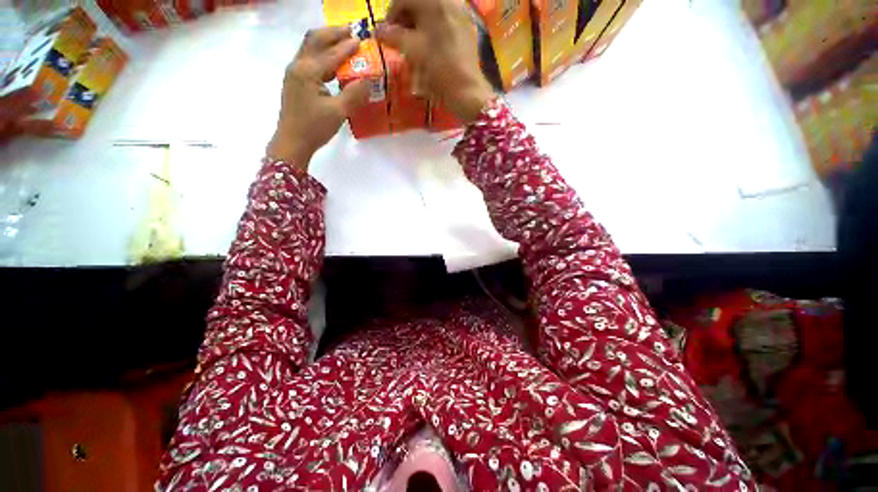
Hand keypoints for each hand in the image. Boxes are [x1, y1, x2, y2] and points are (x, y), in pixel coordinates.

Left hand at [267, 26, 369, 168]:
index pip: (331, 53)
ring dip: (326, 42)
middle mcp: (298, 66)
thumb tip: (368, 81)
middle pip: (314, 40)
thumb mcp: (338, 112)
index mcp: (308, 71)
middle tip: (350, 31)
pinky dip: (322, 55)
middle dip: (333, 33)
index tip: (361, 39)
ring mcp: (294, 74)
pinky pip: (309, 61)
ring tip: (343, 42)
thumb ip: (353, 95)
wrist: (292, 142)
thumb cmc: (314, 128)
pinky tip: (332, 64)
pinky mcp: (295, 83)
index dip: (347, 46)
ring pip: (310, 48)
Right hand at [376, 0, 493, 123]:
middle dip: (406, 18)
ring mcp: (461, 12)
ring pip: (433, 11)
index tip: (386, 32)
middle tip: (399, 37)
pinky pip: (445, 20)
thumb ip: (392, 36)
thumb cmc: (438, 68)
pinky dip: (433, 28)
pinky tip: (430, 44)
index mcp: (434, 1)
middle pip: (420, 3)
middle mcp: (449, 0)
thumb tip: (377, 31)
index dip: (391, 14)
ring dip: (419, 23)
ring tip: (413, 42)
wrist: (466, 89)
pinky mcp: (467, 27)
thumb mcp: (412, 50)